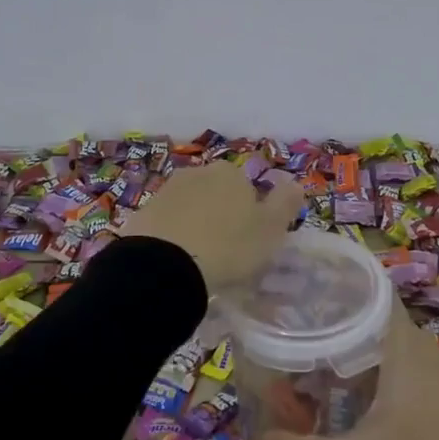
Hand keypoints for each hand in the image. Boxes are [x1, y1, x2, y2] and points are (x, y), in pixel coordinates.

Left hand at [120, 162, 302, 292]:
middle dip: (222, 216)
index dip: (252, 214)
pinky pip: (167, 226)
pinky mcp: (142, 215)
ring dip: (196, 227)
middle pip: (217, 194)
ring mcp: (166, 192)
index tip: (251, 241)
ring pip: (190, 208)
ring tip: (200, 261)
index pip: (248, 188)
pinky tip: (176, 263)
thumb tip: (296, 183)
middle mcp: (197, 173)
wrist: (164, 266)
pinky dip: (173, 240)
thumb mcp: (271, 229)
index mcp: (231, 174)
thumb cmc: (228, 246)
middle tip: (227, 252)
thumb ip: (286, 203)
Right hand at [258, 303, 438, 439]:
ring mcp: (434, 364)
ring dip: (353, 352)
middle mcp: (418, 342)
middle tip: (295, 334)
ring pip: (384, 343)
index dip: (336, 287)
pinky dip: (373, 369)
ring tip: (313, 363)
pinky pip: (400, 363)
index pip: (368, 290)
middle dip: (333, 326)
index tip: (303, 292)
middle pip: (369, 318)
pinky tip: (350, 392)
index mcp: (400, 341)